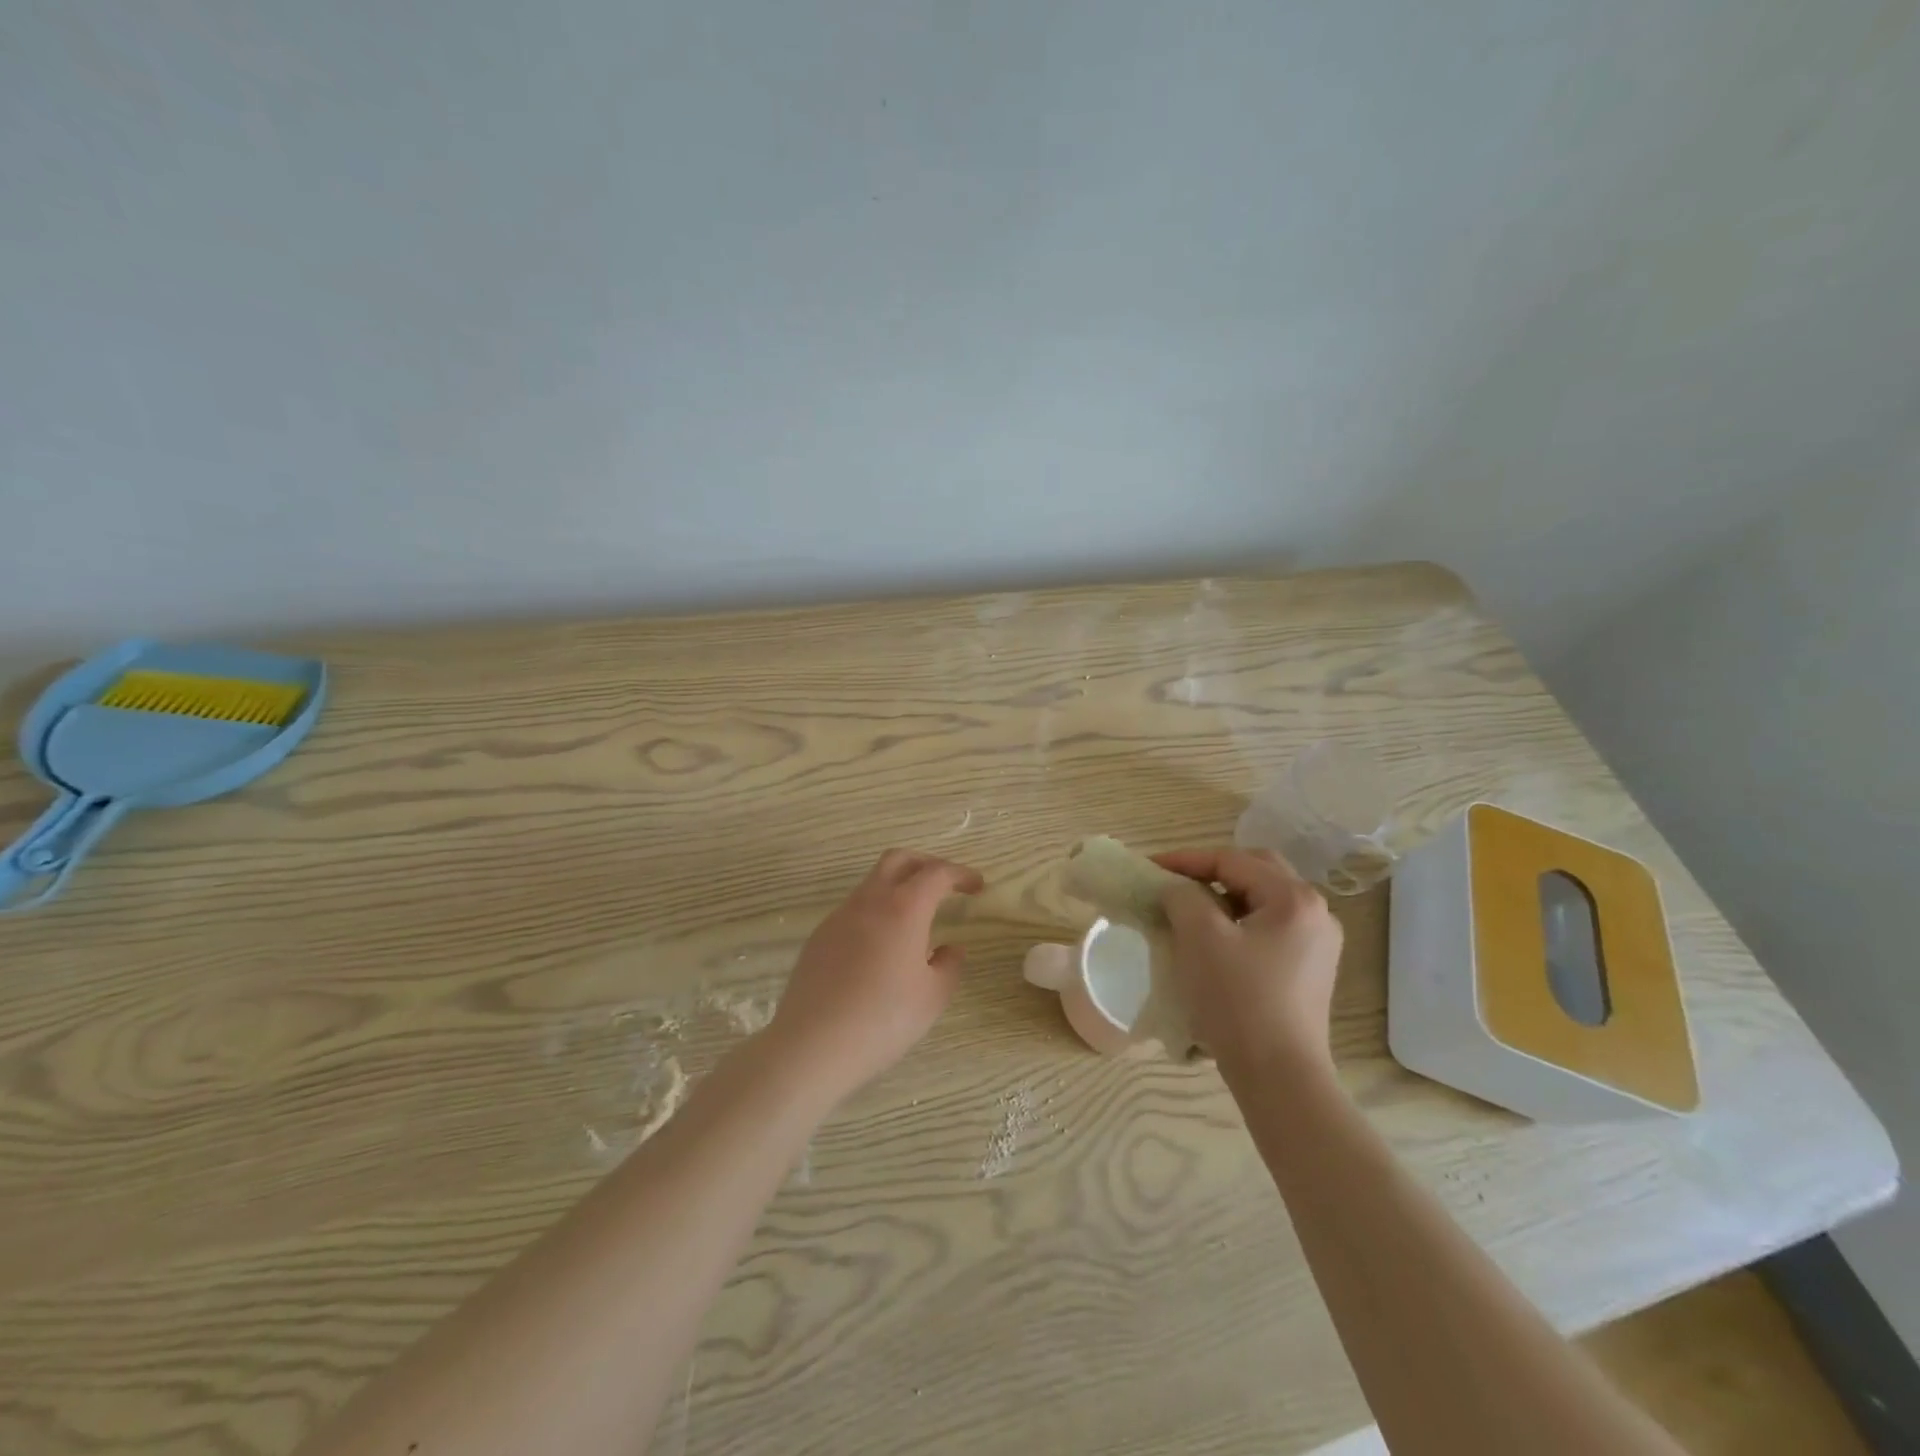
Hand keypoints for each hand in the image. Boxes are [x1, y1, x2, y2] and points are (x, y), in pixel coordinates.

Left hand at [768, 849, 983, 1099]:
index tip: (977, 885)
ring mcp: (839, 917)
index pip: (937, 873)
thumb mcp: (932, 997)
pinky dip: (876, 913)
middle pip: (898, 860)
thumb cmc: (883, 1020)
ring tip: (916, 922)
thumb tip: (951, 949)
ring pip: (872, 883)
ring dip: (898, 888)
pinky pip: (854, 910)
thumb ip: (950, 966)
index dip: (960, 874)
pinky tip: (882, 949)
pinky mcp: (820, 937)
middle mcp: (869, 901)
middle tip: (945, 886)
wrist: (812, 1045)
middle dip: (926, 864)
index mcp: (903, 908)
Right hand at [1153, 847, 1342, 1072]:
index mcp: (1294, 898)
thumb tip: (1175, 888)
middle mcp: (1315, 913)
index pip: (1232, 860)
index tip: (1149, 867)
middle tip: (1173, 882)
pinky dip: (1238, 923)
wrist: (1279, 1077)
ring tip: (1188, 910)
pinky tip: (1213, 941)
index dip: (1186, 859)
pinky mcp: (1309, 970)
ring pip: (1262, 901)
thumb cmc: (1238, 1000)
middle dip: (1210, 872)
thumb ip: (1182, 896)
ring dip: (1223, 898)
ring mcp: (1317, 944)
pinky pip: (1268, 928)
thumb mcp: (1200, 937)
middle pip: (1255, 872)